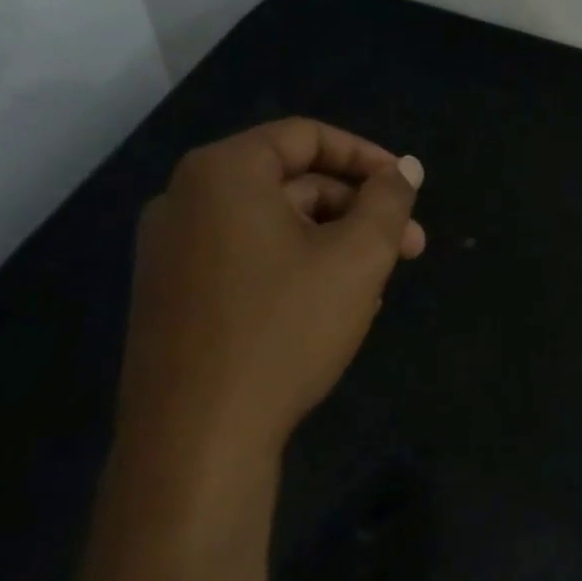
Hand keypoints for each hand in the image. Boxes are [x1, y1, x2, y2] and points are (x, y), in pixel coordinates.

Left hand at [117, 119, 424, 474]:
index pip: (307, 136)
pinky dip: (297, 267)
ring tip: (377, 285)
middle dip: (358, 211)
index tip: (408, 189)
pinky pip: (248, 259)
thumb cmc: (284, 329)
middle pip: (293, 183)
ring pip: (274, 225)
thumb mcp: (358, 256)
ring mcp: (171, 251)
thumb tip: (406, 169)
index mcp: (224, 173)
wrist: (195, 443)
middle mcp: (186, 199)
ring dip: (335, 243)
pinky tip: (333, 307)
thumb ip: (389, 200)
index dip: (367, 157)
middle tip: (410, 247)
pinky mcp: (172, 296)